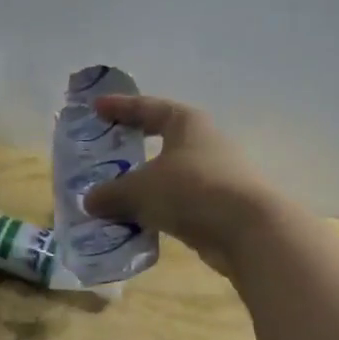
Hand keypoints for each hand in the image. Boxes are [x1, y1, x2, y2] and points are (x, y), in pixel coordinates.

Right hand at [81, 95, 276, 276]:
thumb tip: (89, 201)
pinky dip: (157, 208)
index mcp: (186, 124)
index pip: (148, 108)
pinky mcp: (220, 206)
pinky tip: (138, 221)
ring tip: (116, 194)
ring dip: (144, 183)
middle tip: (107, 150)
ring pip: (170, 174)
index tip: (96, 108)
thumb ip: (110, 193)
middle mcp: (204, 143)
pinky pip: (179, 202)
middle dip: (134, 145)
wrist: (249, 232)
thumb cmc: (190, 191)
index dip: (120, 107)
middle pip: (162, 139)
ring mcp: (216, 175)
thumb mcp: (139, 190)